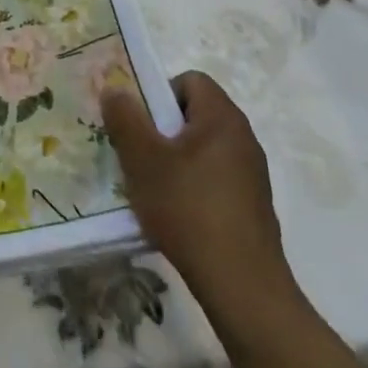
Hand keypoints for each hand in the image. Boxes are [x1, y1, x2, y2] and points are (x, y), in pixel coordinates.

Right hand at [102, 71, 298, 328]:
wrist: (242, 286)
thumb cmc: (188, 209)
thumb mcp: (143, 159)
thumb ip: (125, 118)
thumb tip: (115, 89)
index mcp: (222, 117)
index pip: (190, 80)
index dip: (159, 92)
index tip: (139, 123)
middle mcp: (243, 138)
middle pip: (194, 115)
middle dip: (161, 130)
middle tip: (136, 154)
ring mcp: (252, 174)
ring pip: (202, 149)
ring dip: (174, 160)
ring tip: (151, 188)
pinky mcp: (252, 206)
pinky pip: (214, 179)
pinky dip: (192, 187)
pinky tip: (175, 215)